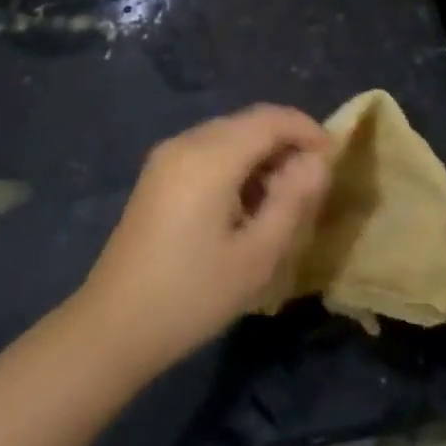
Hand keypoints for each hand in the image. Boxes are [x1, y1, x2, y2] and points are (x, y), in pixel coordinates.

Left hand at [77, 106, 332, 375]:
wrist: (113, 325)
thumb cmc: (192, 294)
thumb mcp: (256, 255)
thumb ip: (292, 200)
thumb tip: (317, 162)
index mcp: (210, 155)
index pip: (270, 119)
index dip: (306, 129)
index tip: (332, 158)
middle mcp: (186, 141)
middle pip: (248, 123)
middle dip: (285, 144)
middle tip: (310, 186)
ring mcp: (167, 156)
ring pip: (228, 136)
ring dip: (260, 155)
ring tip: (280, 201)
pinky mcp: (157, 174)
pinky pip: (207, 151)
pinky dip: (235, 164)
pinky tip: (243, 205)